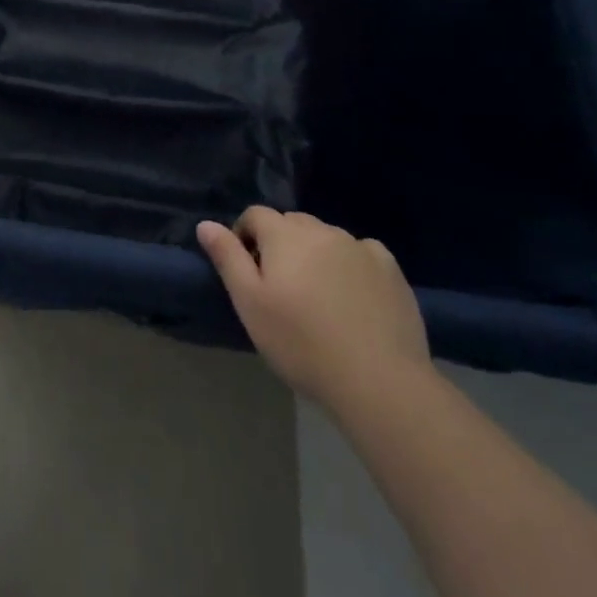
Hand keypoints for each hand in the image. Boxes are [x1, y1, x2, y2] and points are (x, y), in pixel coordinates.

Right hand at [198, 207, 431, 413]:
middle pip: (292, 223)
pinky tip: (355, 296)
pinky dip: (352, 264)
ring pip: (326, 237)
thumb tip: (205, 224)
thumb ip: (227, 258)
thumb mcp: (250, 303)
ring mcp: (359, 247)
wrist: (378, 381)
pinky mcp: (390, 269)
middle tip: (281, 286)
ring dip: (316, 253)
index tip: (247, 270)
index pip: (255, 215)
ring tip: (319, 295)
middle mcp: (321, 230)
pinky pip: (362, 253)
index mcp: (284, 234)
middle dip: (281, 243)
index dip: (245, 236)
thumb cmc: (301, 343)